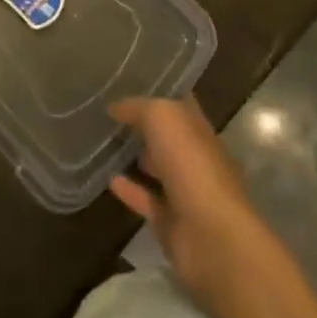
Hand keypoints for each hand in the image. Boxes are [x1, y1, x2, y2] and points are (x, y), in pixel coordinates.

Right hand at [109, 96, 269, 306]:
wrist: (211, 237)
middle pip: (168, 136)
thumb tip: (115, 107)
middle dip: (145, 124)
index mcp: (198, 128)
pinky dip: (129, 190)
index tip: (130, 80)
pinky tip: (108, 179)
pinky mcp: (172, 223)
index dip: (159, 90)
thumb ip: (138, 108)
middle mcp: (195, 157)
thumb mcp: (163, 118)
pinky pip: (147, 200)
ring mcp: (185, 192)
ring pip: (158, 168)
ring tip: (105, 143)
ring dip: (137, 156)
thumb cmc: (191, 166)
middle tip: (110, 112)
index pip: (179, 102)